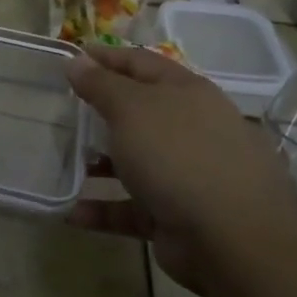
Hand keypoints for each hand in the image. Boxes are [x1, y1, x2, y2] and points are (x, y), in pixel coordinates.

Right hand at [67, 44, 295, 292]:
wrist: (234, 239)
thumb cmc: (178, 154)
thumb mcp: (131, 108)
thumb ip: (101, 84)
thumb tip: (77, 60)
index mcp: (186, 92)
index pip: (140, 62)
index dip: (106, 57)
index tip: (71, 57)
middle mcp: (191, 128)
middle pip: (140, 111)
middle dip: (102, 111)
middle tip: (64, 110)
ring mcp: (188, 174)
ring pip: (136, 160)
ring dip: (100, 162)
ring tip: (63, 162)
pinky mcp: (178, 216)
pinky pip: (133, 207)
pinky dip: (104, 209)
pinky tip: (72, 213)